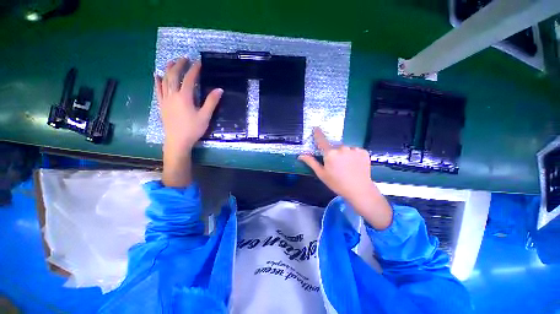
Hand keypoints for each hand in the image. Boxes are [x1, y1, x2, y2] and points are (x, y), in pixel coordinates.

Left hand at [154, 58, 222, 156]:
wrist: (177, 141)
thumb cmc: (193, 129)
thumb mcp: (205, 116)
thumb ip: (211, 102)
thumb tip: (219, 89)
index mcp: (184, 97)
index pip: (189, 79)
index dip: (194, 70)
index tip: (198, 62)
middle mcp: (172, 95)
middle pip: (174, 76)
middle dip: (179, 65)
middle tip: (184, 58)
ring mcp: (165, 99)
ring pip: (164, 80)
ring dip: (168, 69)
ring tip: (171, 62)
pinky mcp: (161, 105)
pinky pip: (157, 90)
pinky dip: (157, 81)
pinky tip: (157, 76)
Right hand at [298, 128, 392, 228]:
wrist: (359, 190)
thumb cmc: (337, 183)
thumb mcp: (322, 174)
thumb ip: (311, 162)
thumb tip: (300, 155)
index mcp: (330, 153)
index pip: (321, 140)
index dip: (318, 134)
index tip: (316, 128)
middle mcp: (342, 148)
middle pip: (334, 147)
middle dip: (333, 153)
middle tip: (337, 165)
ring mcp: (354, 149)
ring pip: (345, 149)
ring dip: (344, 154)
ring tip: (347, 166)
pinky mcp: (364, 151)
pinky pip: (355, 150)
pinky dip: (353, 155)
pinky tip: (355, 165)